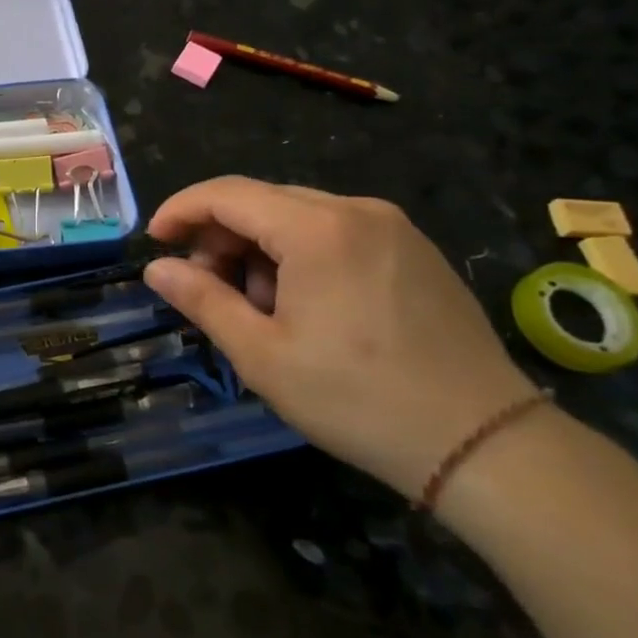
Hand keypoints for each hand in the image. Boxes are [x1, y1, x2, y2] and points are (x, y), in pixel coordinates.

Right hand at [142, 178, 540, 499]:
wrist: (483, 444)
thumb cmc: (358, 399)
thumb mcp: (262, 355)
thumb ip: (202, 300)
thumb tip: (158, 269)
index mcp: (317, 230)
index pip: (227, 194)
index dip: (180, 210)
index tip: (153, 242)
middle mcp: (357, 210)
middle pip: (262, 201)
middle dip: (220, 237)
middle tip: (203, 288)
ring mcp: (393, 228)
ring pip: (298, 216)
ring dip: (259, 249)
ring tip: (259, 309)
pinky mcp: (414, 250)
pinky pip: (336, 232)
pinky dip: (299, 255)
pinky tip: (303, 305)